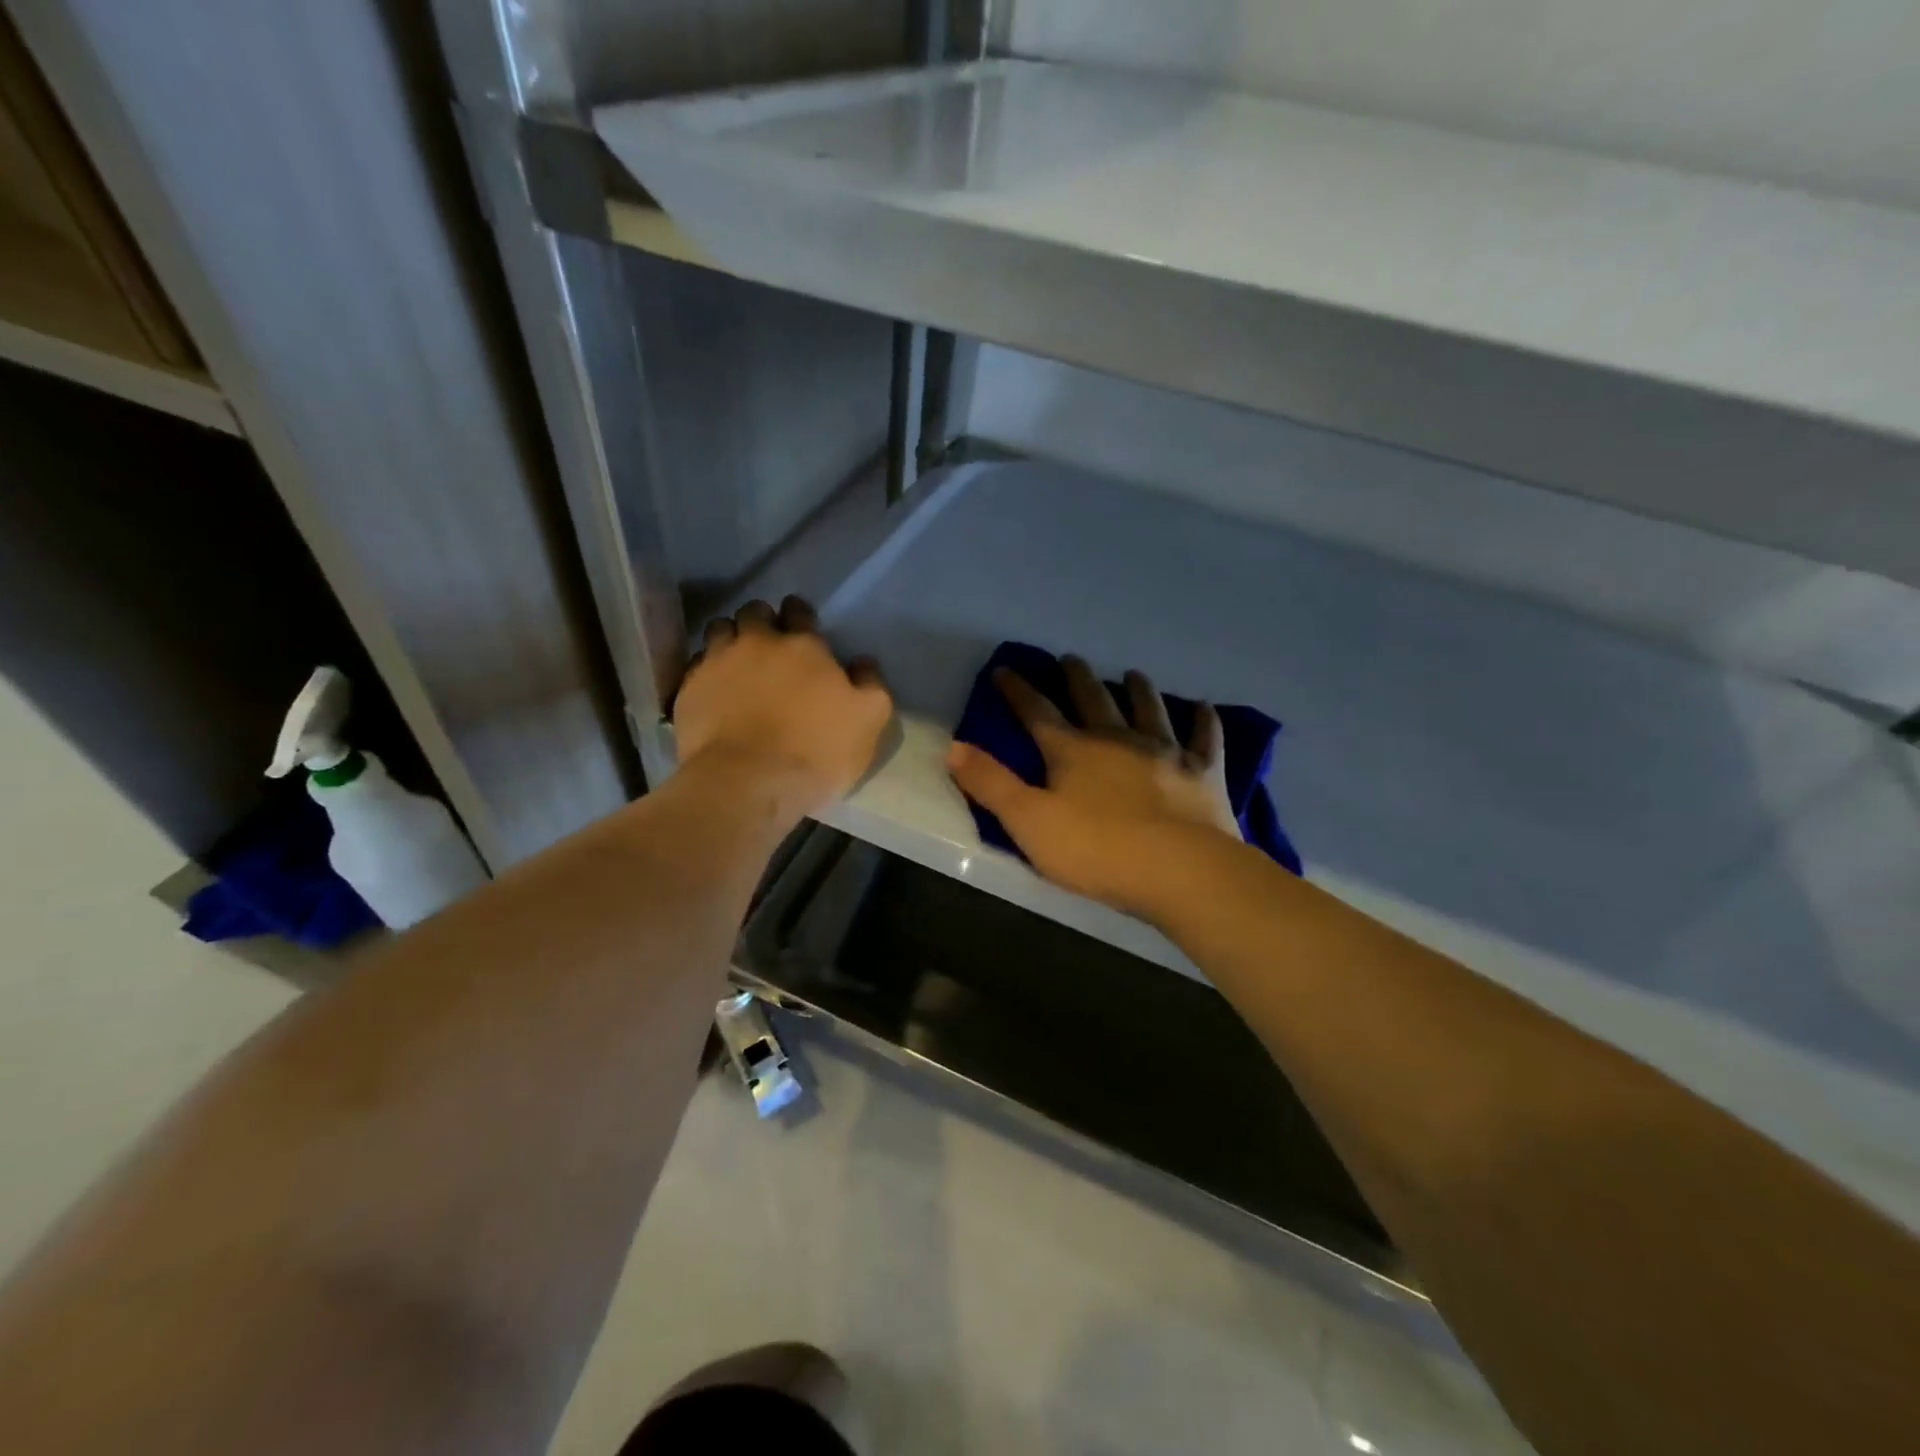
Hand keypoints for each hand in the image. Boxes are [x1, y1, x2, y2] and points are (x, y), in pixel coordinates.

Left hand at [673, 597, 891, 817]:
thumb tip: (862, 662)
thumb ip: (870, 684)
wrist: (748, 783)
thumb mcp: (869, 720)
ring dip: (730, 638)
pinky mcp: (688, 689)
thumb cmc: (817, 750)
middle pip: (754, 612)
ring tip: (737, 660)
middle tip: (768, 642)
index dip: (799, 614)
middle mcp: (757, 642)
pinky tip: (714, 687)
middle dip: (762, 620)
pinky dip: (706, 669)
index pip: (798, 611)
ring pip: (719, 629)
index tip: (801, 626)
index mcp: (803, 645)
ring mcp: (717, 663)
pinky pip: (696, 664)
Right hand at [945, 656, 1242, 914]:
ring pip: (1149, 709)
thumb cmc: (1097, 850)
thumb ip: (991, 784)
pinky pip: (1205, 739)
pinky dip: (1204, 722)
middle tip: (1071, 659)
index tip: (1004, 669)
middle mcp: (1117, 739)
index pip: (1037, 712)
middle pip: (1094, 699)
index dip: (1018, 691)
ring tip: (1133, 673)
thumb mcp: (1029, 823)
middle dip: (1077, 678)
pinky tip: (1205, 708)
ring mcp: (1165, 752)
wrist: (1180, 870)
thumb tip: (952, 747)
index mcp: (1072, 751)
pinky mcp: (1203, 772)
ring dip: (1139, 690)